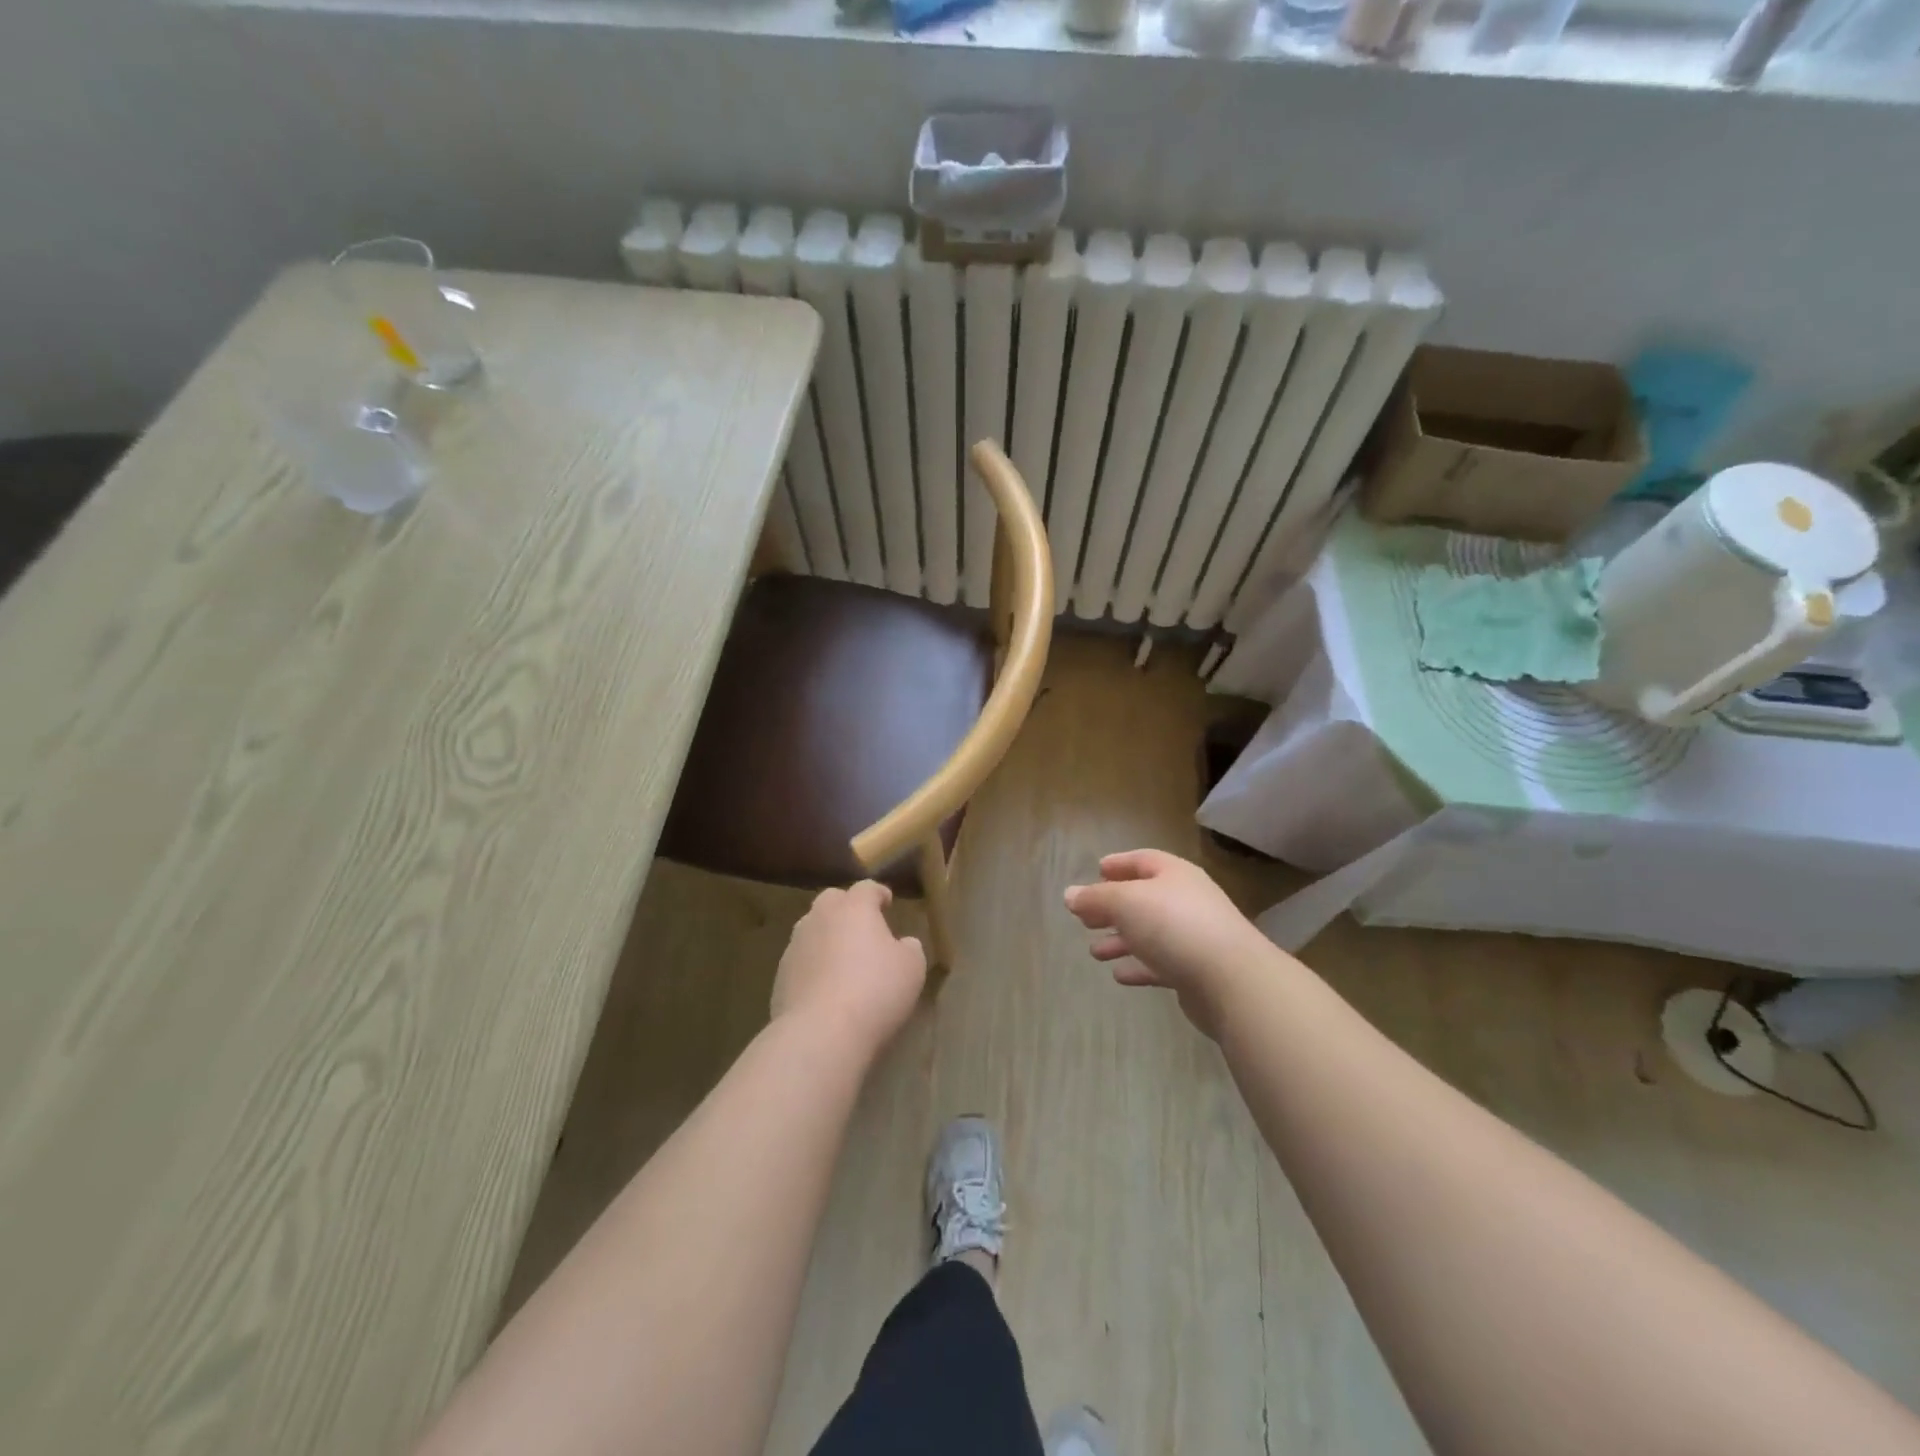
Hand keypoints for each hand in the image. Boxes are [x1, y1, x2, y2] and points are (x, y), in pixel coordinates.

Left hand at [771, 881, 925, 1057]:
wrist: (820, 1033)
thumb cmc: (875, 991)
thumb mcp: (911, 968)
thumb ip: (909, 948)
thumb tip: (903, 943)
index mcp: (854, 908)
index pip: (866, 888)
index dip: (879, 893)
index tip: (887, 902)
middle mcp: (820, 918)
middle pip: (832, 900)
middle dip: (847, 908)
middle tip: (862, 927)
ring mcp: (795, 946)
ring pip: (812, 929)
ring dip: (827, 936)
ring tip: (842, 958)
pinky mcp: (780, 976)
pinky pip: (801, 960)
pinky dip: (813, 966)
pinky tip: (825, 988)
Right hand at [1064, 849, 1275, 1037]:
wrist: (1231, 980)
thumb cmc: (1174, 925)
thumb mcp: (1125, 902)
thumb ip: (1095, 898)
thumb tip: (1069, 895)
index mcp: (1174, 874)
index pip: (1143, 860)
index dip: (1119, 864)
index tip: (1096, 870)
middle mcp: (1186, 901)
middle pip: (1143, 898)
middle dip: (1113, 907)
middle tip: (1086, 918)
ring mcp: (1194, 937)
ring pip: (1150, 934)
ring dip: (1122, 940)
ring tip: (1095, 952)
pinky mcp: (1196, 971)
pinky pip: (1160, 964)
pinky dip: (1139, 966)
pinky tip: (1120, 975)